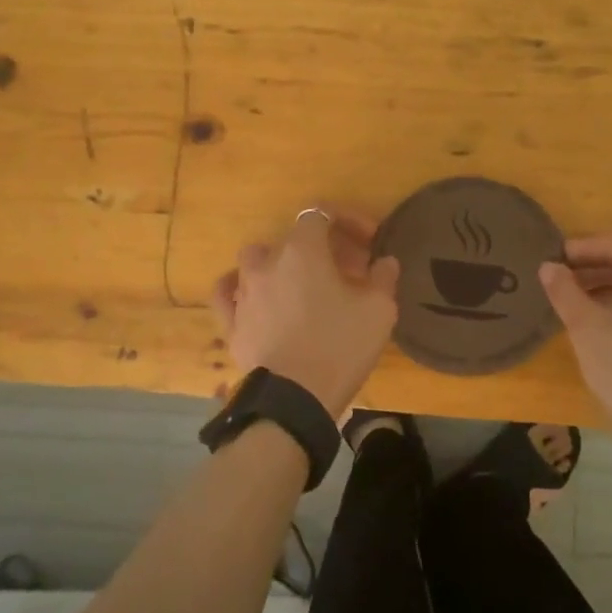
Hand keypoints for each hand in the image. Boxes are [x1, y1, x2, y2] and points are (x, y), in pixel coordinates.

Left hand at [213, 207, 400, 417]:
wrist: (294, 399)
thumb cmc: (340, 346)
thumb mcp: (379, 311)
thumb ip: (383, 278)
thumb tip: (384, 262)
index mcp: (303, 251)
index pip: (321, 213)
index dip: (347, 219)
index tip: (369, 242)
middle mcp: (267, 263)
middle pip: (293, 238)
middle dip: (322, 247)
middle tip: (348, 271)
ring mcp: (243, 292)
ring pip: (257, 261)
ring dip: (282, 264)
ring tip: (302, 286)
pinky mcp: (231, 323)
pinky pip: (227, 292)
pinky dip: (240, 287)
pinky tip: (253, 295)